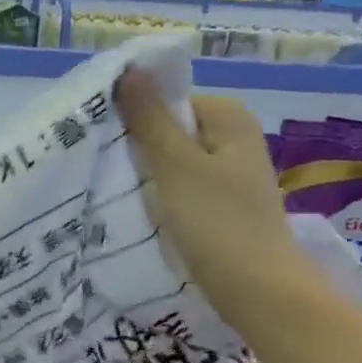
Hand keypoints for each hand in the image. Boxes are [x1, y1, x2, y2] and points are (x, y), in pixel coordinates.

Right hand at [114, 69, 312, 323]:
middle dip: (137, 146)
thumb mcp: (175, 164)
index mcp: (228, 117)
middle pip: (168, 129)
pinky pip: (180, 186)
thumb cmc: (217, 222)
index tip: (102, 141)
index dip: (132, 117)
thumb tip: (129, 69)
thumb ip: (149, 117)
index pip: (165, 100)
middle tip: (103, 166)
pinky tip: (140, 210)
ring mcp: (230, 173)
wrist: (260, 293)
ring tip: (114, 190)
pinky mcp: (222, 204)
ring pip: (171, 160)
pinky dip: (160, 195)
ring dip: (145, 174)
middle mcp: (234, 137)